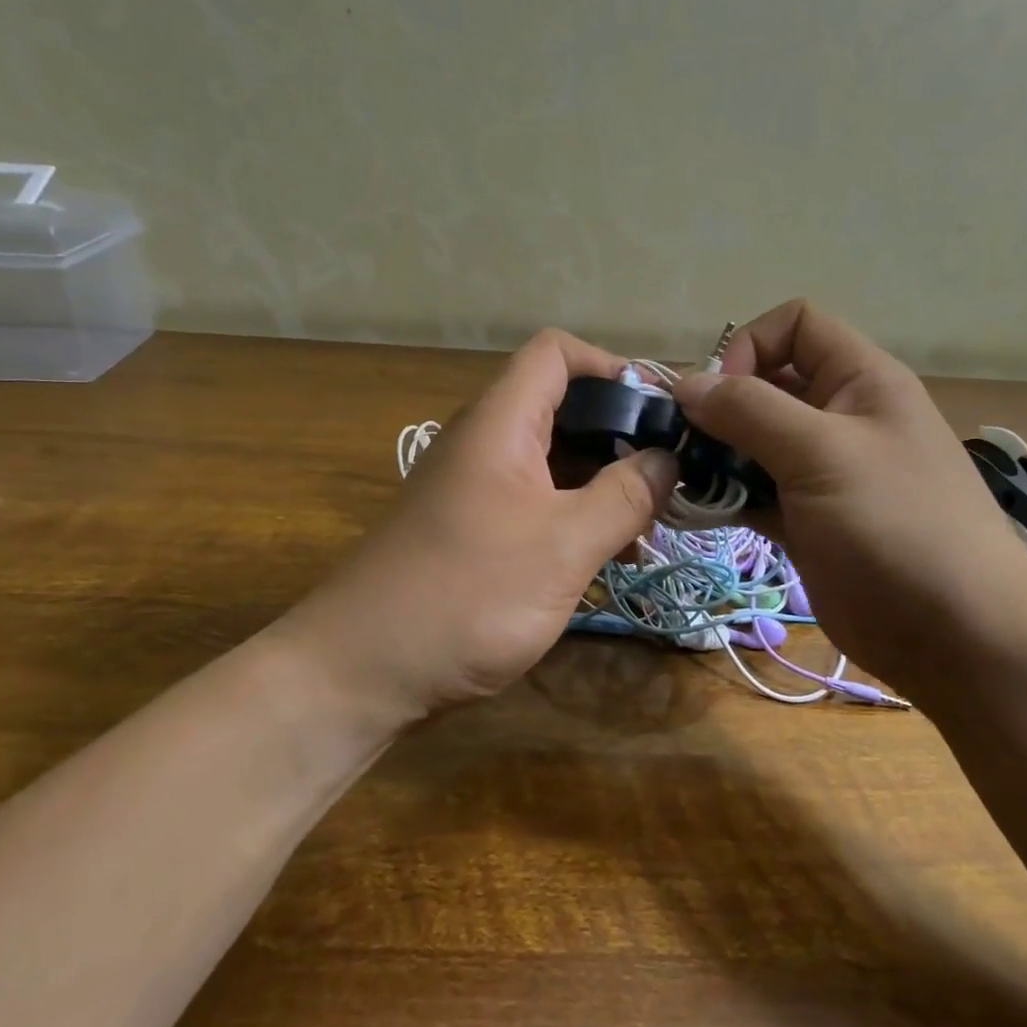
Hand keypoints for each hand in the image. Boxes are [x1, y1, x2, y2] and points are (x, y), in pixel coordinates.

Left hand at [285, 330, 677, 716]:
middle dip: (620, 435)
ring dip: (604, 483)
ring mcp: (476, 488)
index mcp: (501, 424)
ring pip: (553, 461)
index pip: (556, 353)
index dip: (611, 366)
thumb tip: (668, 459)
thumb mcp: (562, 546)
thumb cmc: (466, 596)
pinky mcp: (473, 530)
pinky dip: (576, 516)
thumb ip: (623, 497)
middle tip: (668, 478)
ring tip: (649, 526)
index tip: (660, 412)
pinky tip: (608, 557)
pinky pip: (536, 502)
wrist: (358, 673)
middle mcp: (485, 443)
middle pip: (561, 407)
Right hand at [671, 300, 1026, 687]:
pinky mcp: (809, 520)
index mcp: (860, 380)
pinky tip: (701, 508)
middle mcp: (841, 416)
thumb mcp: (822, 453)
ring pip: (756, 442)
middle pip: (767, 385)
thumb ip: (750, 411)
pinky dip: (728, 495)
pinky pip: (758, 491)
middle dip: (721, 407)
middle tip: (682, 444)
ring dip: (717, 455)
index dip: (750, 346)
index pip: (796, 326)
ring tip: (683, 479)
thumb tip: (686, 383)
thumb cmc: (896, 526)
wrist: (956, 635)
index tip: (718, 396)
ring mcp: (824, 472)